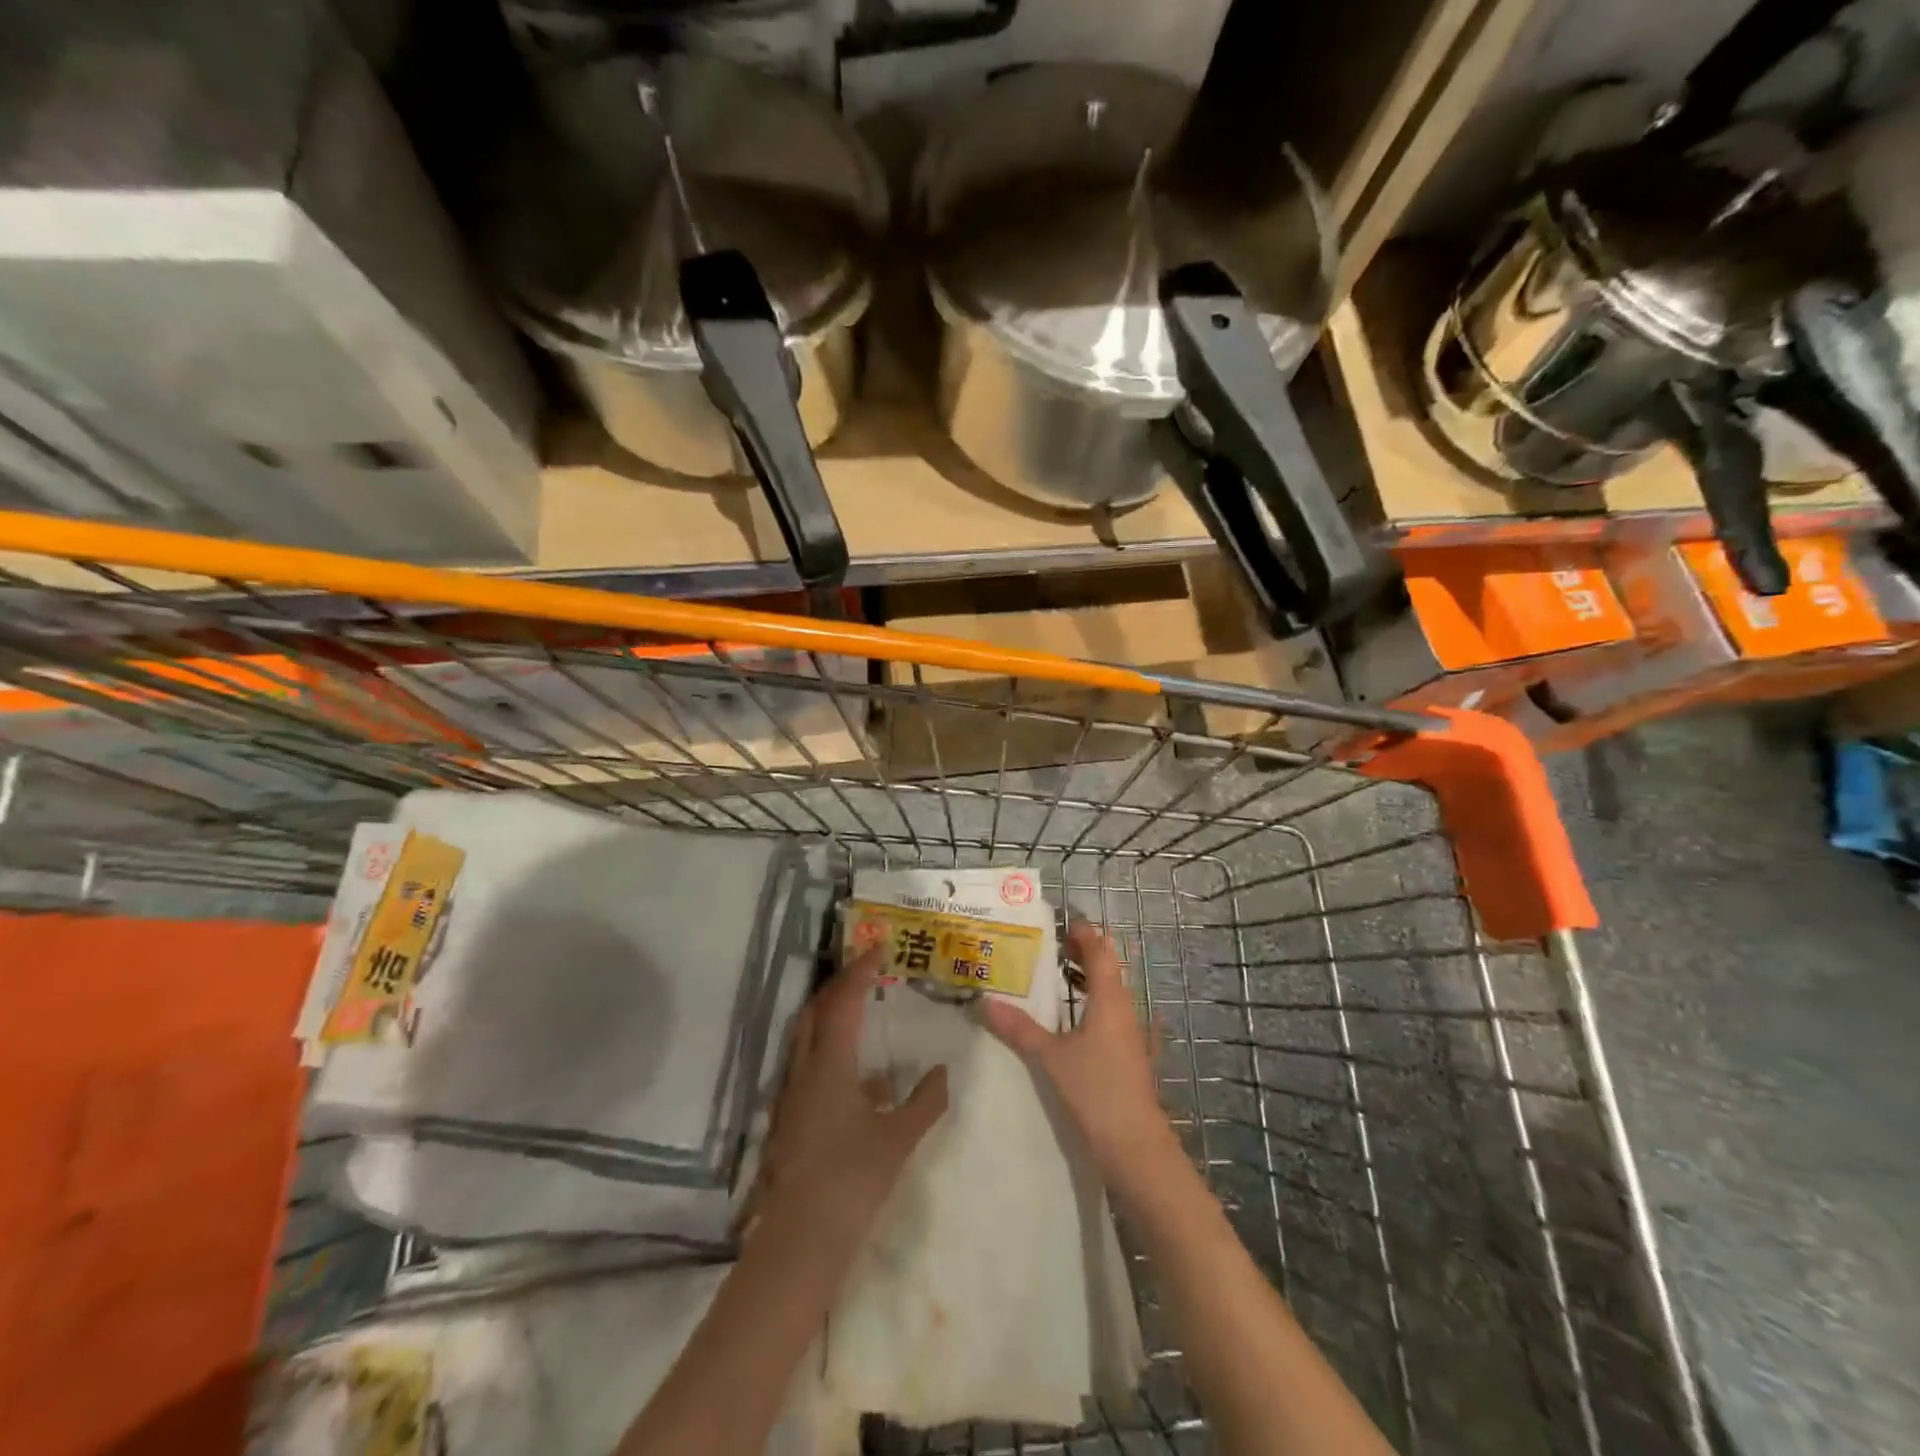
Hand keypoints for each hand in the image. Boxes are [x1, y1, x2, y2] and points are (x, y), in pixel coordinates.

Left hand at [751, 948, 948, 1244]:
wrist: (799, 1240)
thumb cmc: (851, 1180)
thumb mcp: (898, 1139)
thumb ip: (925, 1101)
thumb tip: (942, 1071)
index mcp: (830, 1065)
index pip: (845, 1002)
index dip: (861, 970)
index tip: (878, 946)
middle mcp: (805, 1071)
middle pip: (816, 1012)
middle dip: (839, 986)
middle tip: (866, 972)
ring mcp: (792, 1096)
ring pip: (807, 1039)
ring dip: (832, 1018)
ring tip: (863, 1014)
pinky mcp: (790, 1119)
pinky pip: (810, 1069)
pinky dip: (833, 1057)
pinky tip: (864, 1082)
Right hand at [981, 922, 1179, 1185]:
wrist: (1135, 1145)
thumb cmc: (1095, 1090)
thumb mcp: (1051, 1057)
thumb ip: (1019, 1028)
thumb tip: (984, 1002)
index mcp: (1109, 1000)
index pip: (1101, 953)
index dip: (1085, 935)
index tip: (1063, 922)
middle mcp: (1125, 1010)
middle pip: (1109, 969)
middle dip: (1085, 954)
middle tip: (1053, 945)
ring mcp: (1132, 1034)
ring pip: (1111, 994)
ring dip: (1089, 980)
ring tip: (1058, 976)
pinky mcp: (1131, 1056)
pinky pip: (1112, 1016)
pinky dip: (1093, 1006)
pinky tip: (1074, 1020)